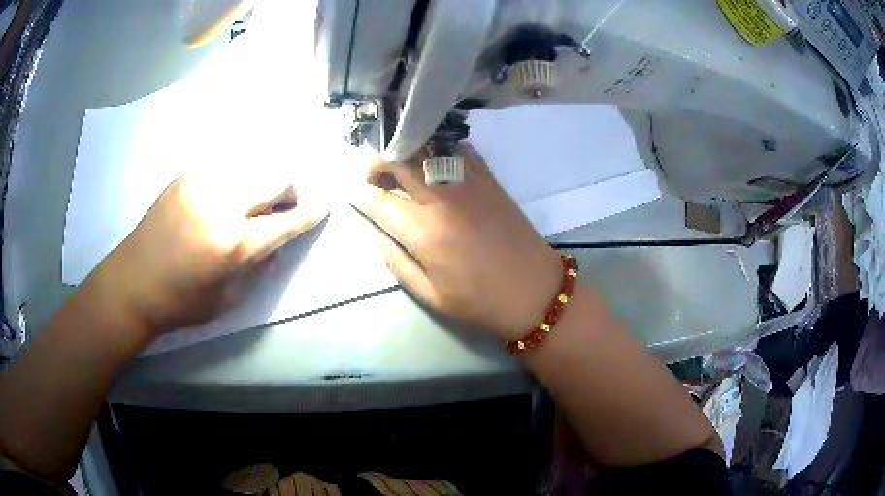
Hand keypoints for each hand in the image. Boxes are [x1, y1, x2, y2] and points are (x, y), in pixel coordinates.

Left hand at [96, 174, 327, 335]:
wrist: (132, 283)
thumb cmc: (181, 302)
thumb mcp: (228, 299)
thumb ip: (257, 267)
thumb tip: (274, 244)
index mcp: (232, 243)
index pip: (284, 222)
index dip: (309, 214)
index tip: (324, 206)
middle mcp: (220, 203)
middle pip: (274, 178)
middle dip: (288, 191)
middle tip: (282, 207)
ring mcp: (201, 183)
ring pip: (251, 169)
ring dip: (259, 186)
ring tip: (248, 206)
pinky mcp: (185, 177)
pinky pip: (224, 172)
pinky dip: (234, 185)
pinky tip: (219, 203)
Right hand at [352, 147, 561, 340]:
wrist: (534, 290)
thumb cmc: (479, 300)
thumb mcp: (429, 293)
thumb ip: (395, 260)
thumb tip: (373, 232)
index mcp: (424, 231)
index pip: (379, 201)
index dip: (360, 194)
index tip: (351, 192)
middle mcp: (443, 198)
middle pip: (400, 160)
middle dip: (377, 162)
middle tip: (373, 176)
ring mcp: (469, 183)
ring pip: (428, 147)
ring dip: (407, 151)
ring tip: (401, 165)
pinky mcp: (490, 179)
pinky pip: (459, 150)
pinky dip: (440, 149)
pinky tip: (435, 163)